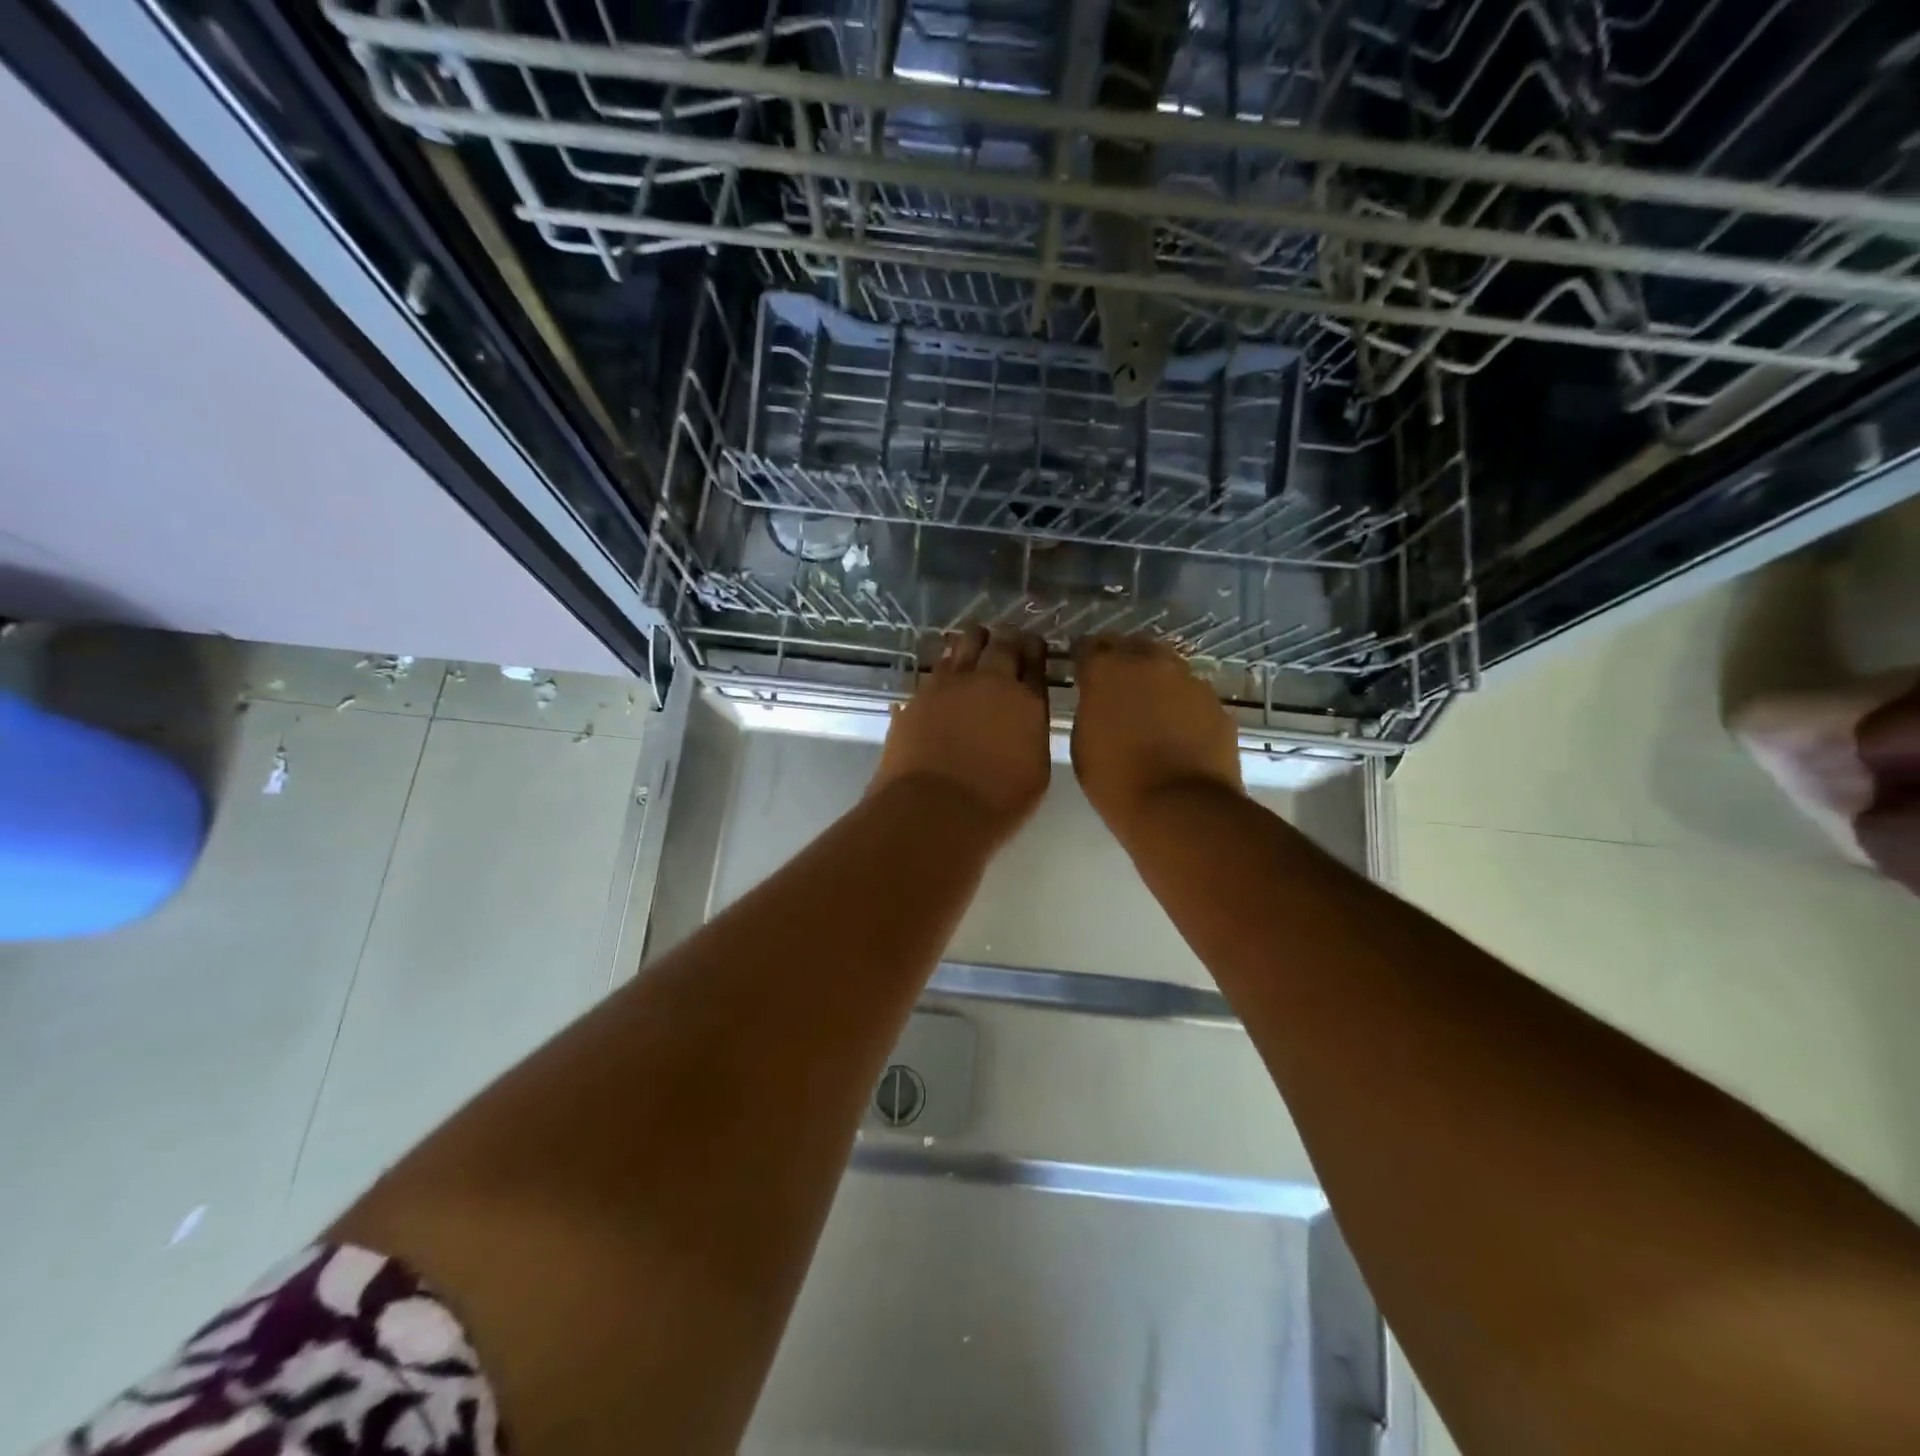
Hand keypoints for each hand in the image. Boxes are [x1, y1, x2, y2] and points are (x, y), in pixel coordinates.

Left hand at [871, 626, 1051, 841]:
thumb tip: (1022, 719)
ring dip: (971, 641)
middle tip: (1007, 636)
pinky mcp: (917, 697)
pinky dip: (944, 664)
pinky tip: (944, 667)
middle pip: (1000, 645)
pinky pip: (934, 670)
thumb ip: (1030, 734)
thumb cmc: (995, 803)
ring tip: (974, 638)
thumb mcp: (1035, 773)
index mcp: (1026, 701)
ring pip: (962, 647)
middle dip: (1006, 638)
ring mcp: (948, 686)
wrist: (933, 809)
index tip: (1033, 644)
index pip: (1035, 662)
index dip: (1035, 649)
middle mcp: (989, 683)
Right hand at [1071, 636, 1242, 842]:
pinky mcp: (1217, 704)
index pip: (1089, 646)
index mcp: (1107, 670)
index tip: (1082, 675)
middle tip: (1116, 690)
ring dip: (1156, 682)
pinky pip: (1192, 696)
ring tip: (1150, 712)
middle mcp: (1150, 663)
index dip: (1084, 660)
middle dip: (1123, 662)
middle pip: (1133, 647)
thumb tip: (1100, 699)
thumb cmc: (1116, 781)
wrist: (1181, 808)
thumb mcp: (1083, 742)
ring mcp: (1189, 681)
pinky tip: (1178, 734)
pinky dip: (1182, 707)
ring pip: (1167, 669)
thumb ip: (1091, 707)